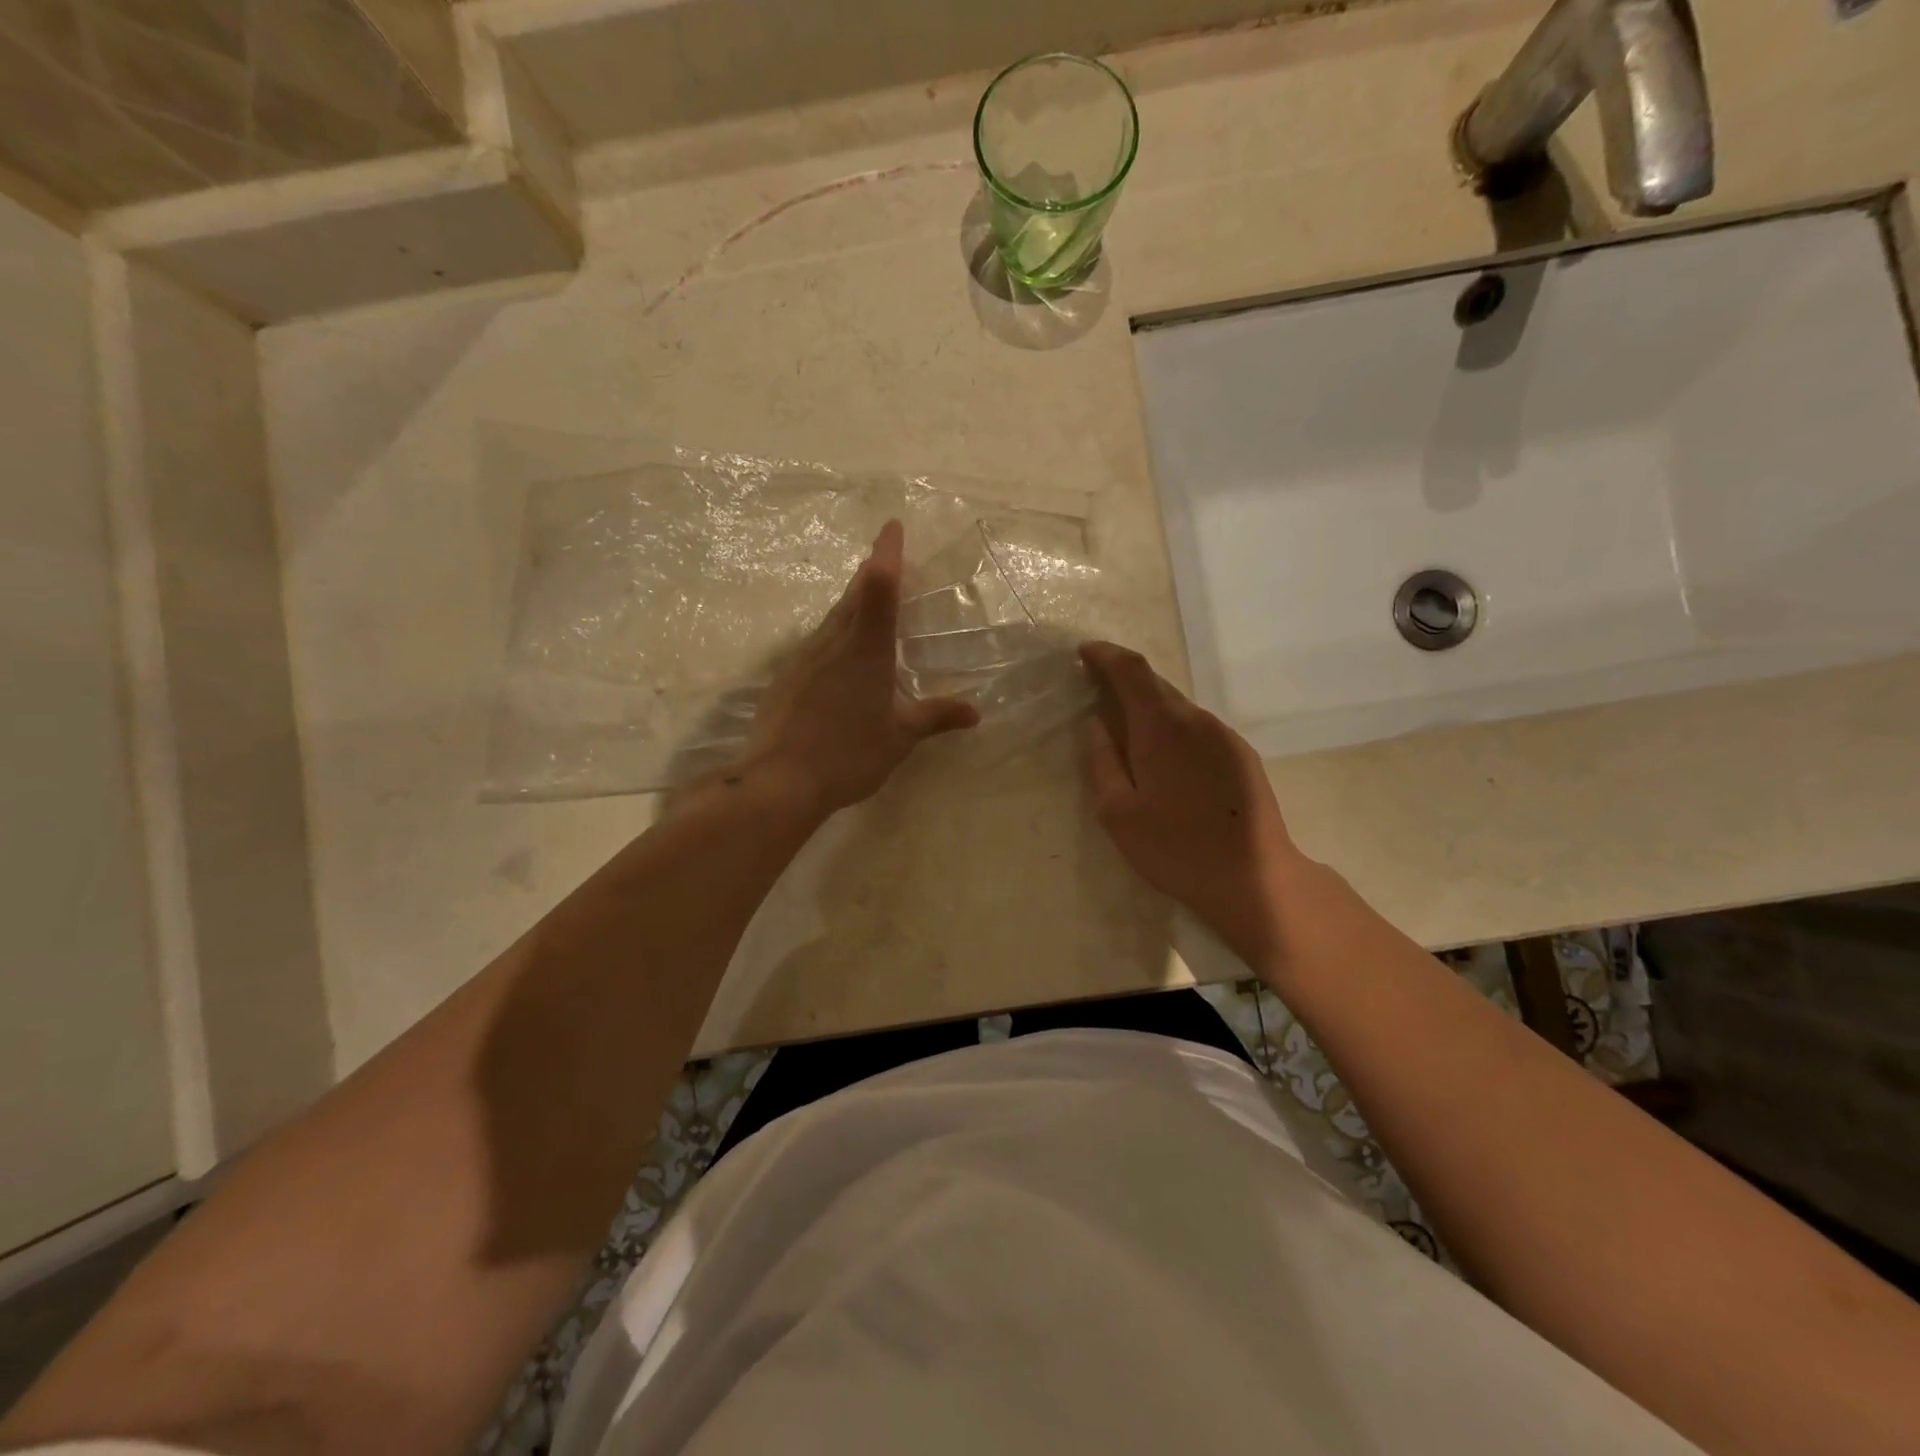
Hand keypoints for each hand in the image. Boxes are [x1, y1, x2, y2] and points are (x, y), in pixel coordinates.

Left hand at [745, 521, 978, 813]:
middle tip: (882, 561)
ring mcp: (803, 660)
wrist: (779, 781)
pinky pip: (816, 646)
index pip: (879, 587)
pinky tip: (837, 659)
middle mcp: (832, 644)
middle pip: (852, 596)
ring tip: (865, 605)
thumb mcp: (900, 737)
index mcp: (866, 650)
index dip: (887, 554)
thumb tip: (976, 711)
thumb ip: (936, 717)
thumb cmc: (848, 754)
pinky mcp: (786, 680)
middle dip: (870, 574)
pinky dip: (833, 638)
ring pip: (832, 620)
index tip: (892, 527)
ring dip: (850, 605)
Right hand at [1079, 641, 1305, 968]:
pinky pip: (1199, 727)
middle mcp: (1196, 720)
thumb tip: (1094, 724)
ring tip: (1128, 728)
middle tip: (1097, 689)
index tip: (1084, 653)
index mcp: (1161, 728)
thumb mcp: (1118, 813)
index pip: (1131, 671)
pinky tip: (1167, 757)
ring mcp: (1224, 736)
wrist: (1254, 878)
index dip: (1106, 656)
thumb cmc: (1175, 848)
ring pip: (1179, 707)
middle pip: (1156, 684)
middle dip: (1124, 679)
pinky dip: (1174, 726)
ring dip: (1150, 706)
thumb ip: (1100, 761)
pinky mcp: (1242, 755)